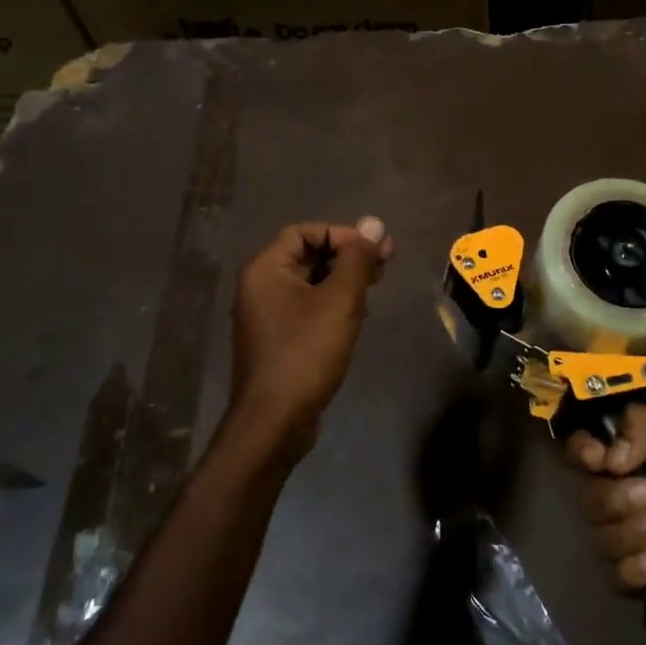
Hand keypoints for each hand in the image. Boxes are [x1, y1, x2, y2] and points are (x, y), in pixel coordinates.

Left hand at [224, 217, 393, 464]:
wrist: (275, 422)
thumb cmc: (306, 353)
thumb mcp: (340, 300)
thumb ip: (357, 259)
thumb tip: (373, 222)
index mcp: (266, 269)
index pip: (305, 232)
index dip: (342, 235)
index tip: (374, 251)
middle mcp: (260, 286)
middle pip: (308, 255)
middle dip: (347, 256)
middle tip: (385, 264)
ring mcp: (267, 315)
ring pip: (310, 283)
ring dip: (343, 279)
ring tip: (375, 288)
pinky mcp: (278, 339)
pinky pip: (307, 307)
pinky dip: (332, 303)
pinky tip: (356, 316)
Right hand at [567, 406, 645, 618]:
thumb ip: (644, 425)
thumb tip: (608, 457)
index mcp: (633, 458)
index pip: (583, 451)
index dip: (582, 453)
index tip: (599, 460)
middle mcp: (625, 495)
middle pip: (587, 497)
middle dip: (618, 499)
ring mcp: (632, 540)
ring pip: (600, 538)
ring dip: (634, 532)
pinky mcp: (643, 579)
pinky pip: (615, 576)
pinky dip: (637, 568)